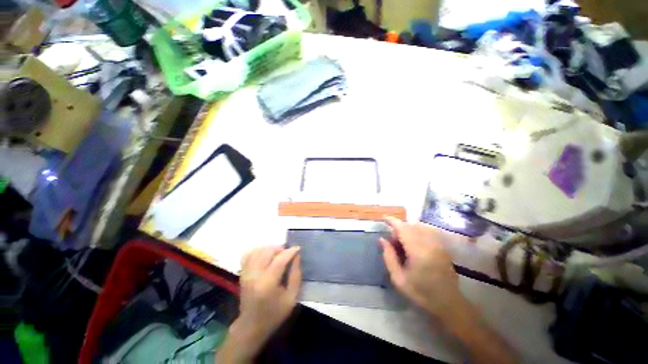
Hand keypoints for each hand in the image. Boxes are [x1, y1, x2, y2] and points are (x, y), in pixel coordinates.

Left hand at [218, 246, 300, 362]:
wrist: (251, 326)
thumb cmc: (274, 314)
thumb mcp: (292, 298)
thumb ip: (296, 275)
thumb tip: (296, 256)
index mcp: (267, 284)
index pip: (279, 260)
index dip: (290, 251)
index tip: (298, 248)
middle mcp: (254, 276)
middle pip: (267, 251)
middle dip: (280, 249)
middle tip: (288, 254)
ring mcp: (246, 273)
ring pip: (258, 250)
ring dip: (270, 249)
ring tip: (278, 254)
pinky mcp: (242, 273)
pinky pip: (248, 254)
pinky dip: (258, 250)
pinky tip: (265, 255)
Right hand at [380, 217, 463, 318]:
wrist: (448, 303)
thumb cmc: (421, 293)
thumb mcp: (398, 279)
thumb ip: (389, 257)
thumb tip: (382, 239)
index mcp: (417, 252)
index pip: (403, 229)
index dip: (392, 221)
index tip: (383, 218)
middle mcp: (429, 244)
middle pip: (410, 226)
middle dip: (399, 229)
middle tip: (393, 243)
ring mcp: (438, 244)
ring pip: (419, 227)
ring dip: (408, 230)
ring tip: (403, 244)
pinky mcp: (442, 246)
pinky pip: (427, 231)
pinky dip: (417, 231)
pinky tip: (414, 242)